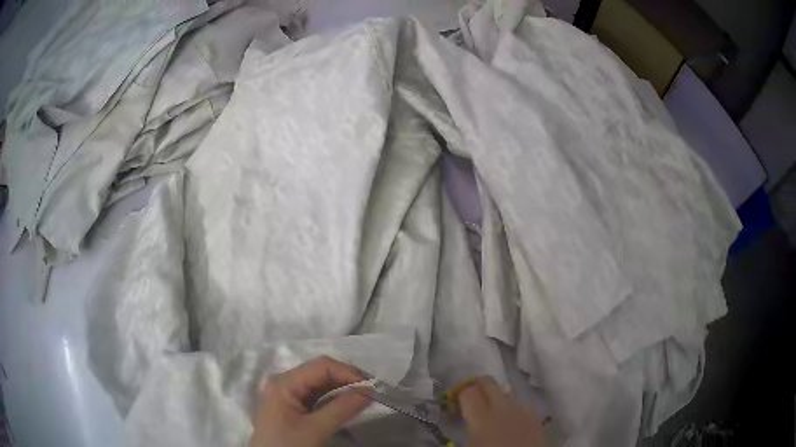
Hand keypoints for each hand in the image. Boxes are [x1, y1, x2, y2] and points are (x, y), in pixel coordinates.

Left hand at [248, 356, 369, 446]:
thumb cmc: (288, 445)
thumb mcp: (316, 429)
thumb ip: (341, 408)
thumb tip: (369, 391)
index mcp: (285, 382)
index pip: (321, 366)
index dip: (347, 372)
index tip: (372, 387)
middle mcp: (285, 383)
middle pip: (320, 373)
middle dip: (347, 380)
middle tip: (372, 392)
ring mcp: (288, 395)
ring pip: (320, 385)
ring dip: (343, 390)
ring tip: (364, 398)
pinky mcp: (293, 407)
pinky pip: (317, 397)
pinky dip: (334, 400)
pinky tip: (348, 405)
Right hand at [458, 376, 544, 446]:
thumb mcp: (470, 445)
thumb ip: (465, 431)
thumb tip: (462, 421)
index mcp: (482, 418)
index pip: (468, 391)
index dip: (459, 394)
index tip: (453, 402)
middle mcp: (503, 408)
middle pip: (488, 382)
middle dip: (476, 386)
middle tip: (469, 398)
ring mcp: (523, 410)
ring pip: (507, 391)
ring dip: (496, 396)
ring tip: (491, 411)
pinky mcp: (536, 417)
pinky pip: (521, 404)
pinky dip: (512, 407)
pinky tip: (510, 421)